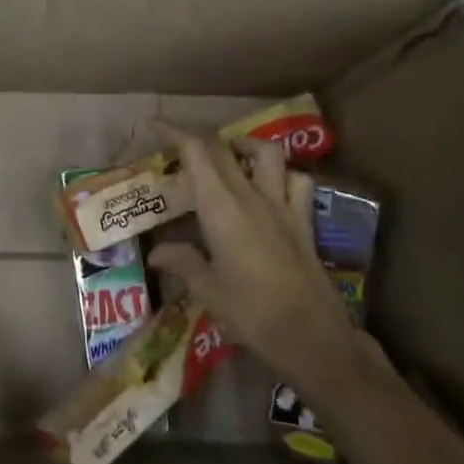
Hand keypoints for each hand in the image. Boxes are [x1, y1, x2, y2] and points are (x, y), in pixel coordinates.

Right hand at [148, 126, 362, 381]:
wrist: (312, 336)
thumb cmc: (251, 312)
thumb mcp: (207, 290)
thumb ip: (181, 262)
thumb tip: (157, 253)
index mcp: (221, 207)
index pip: (196, 152)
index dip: (173, 133)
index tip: (152, 126)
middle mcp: (251, 196)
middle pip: (223, 148)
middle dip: (197, 140)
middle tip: (176, 149)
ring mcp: (282, 206)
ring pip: (266, 154)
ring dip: (243, 145)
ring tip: (227, 157)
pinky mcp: (303, 222)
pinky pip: (296, 182)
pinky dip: (281, 175)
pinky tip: (269, 188)